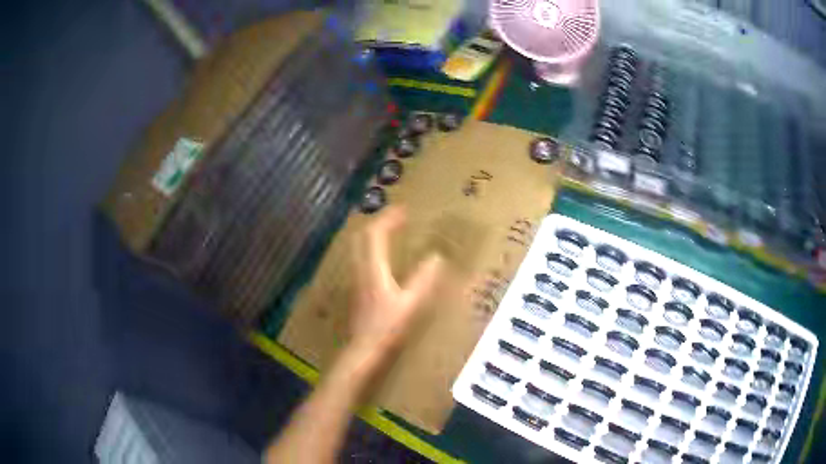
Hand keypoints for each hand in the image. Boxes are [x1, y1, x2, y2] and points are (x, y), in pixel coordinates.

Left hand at [347, 207, 443, 362]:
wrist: (363, 347)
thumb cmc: (387, 327)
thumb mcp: (410, 303)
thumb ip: (423, 280)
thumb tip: (437, 257)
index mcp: (374, 269)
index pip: (376, 234)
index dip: (388, 218)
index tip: (404, 209)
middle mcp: (361, 268)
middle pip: (363, 235)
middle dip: (379, 221)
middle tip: (397, 216)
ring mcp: (357, 277)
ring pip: (360, 245)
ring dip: (374, 232)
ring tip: (390, 229)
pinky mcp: (358, 285)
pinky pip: (362, 255)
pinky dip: (372, 245)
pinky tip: (382, 253)